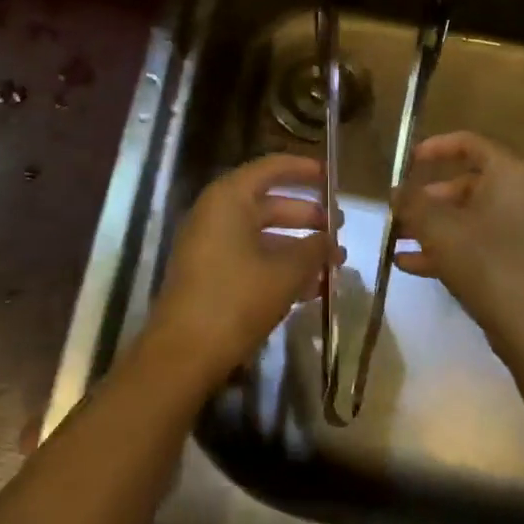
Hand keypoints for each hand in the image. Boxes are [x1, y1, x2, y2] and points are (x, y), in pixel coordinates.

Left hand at [146, 153, 335, 386]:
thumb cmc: (236, 299)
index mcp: (229, 198)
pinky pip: (252, 258)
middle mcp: (217, 213)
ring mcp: (210, 245)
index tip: (332, 177)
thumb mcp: (285, 272)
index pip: (272, 168)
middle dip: (307, 217)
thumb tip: (330, 241)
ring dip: (298, 247)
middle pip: (269, 203)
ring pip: (263, 235)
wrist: (183, 355)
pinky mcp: (210, 275)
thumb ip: (313, 249)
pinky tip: (312, 289)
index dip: (304, 170)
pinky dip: (280, 267)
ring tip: (334, 264)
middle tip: (340, 229)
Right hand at [393, 131, 523, 355]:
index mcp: (510, 173)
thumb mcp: (437, 227)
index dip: (433, 148)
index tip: (406, 162)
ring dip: (432, 226)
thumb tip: (395, 191)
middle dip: (427, 198)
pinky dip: (449, 247)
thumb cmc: (486, 261)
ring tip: (397, 239)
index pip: (468, 143)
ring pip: (470, 217)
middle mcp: (523, 194)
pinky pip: (480, 242)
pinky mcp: (522, 260)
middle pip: (467, 183)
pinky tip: (410, 264)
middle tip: (399, 210)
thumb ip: (411, 203)